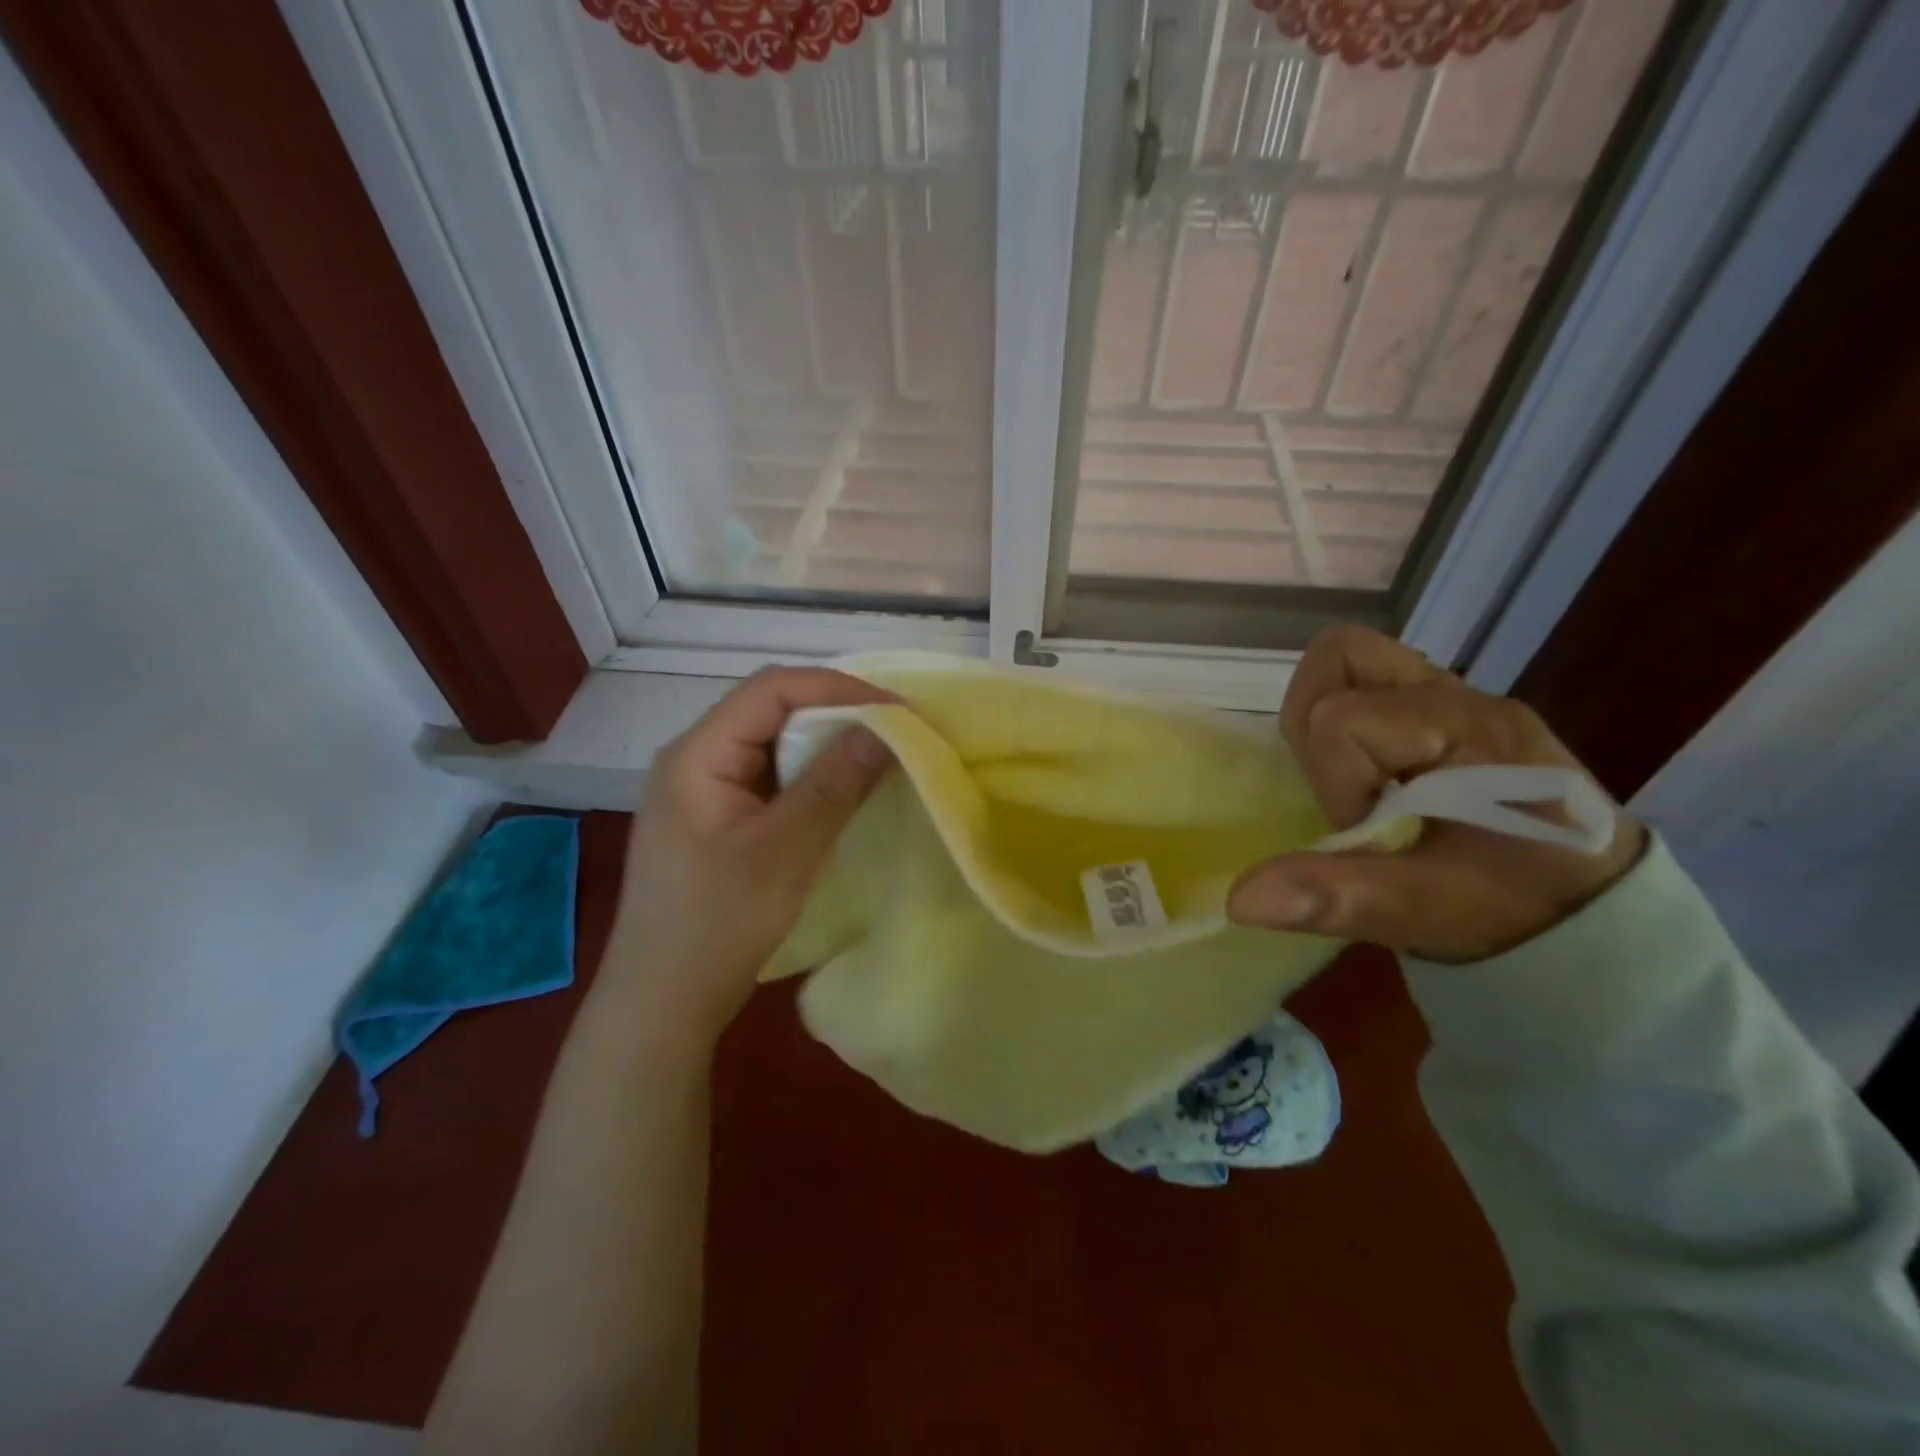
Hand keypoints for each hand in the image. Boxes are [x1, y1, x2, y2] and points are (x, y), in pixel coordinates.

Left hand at [608, 668, 894, 1047]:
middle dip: (837, 713)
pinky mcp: (719, 818)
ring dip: (827, 745)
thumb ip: (834, 785)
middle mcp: (696, 757)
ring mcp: (706, 789)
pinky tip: (845, 791)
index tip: (898, 711)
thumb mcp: (783, 852)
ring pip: (775, 744)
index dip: (839, 689)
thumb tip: (886, 729)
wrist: (662, 1003)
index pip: (772, 689)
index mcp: (697, 753)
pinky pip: (772, 777)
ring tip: (881, 755)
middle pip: (772, 710)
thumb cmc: (715, 926)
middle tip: (897, 731)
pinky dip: (813, 777)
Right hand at [1228, 625, 1645, 962]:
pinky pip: (1371, 686)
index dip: (1334, 782)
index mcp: (1466, 731)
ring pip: (1352, 662)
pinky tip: (1376, 780)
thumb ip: (1338, 897)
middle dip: (1317, 725)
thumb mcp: (1430, 911)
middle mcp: (1461, 696)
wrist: (1601, 915)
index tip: (1370, 834)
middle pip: (1341, 655)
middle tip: (1351, 790)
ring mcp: (1458, 696)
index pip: (1341, 718)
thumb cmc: (1521, 910)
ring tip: (1358, 783)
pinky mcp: (1448, 712)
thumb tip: (1239, 899)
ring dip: (1329, 719)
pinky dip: (1350, 725)